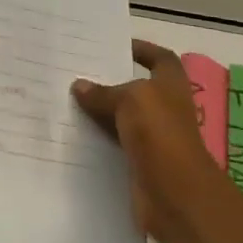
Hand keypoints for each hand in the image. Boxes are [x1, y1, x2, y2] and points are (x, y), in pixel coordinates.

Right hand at [72, 40, 221, 242]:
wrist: (176, 196)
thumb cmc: (160, 134)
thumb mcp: (131, 100)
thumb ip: (104, 93)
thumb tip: (79, 86)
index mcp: (170, 85)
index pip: (159, 59)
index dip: (142, 50)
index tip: (115, 46)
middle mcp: (164, 109)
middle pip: (135, 89)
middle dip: (110, 82)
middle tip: (77, 72)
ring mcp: (153, 138)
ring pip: (121, 118)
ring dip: (100, 112)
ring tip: (67, 100)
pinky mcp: (139, 163)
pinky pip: (114, 145)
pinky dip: (97, 140)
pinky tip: (72, 133)